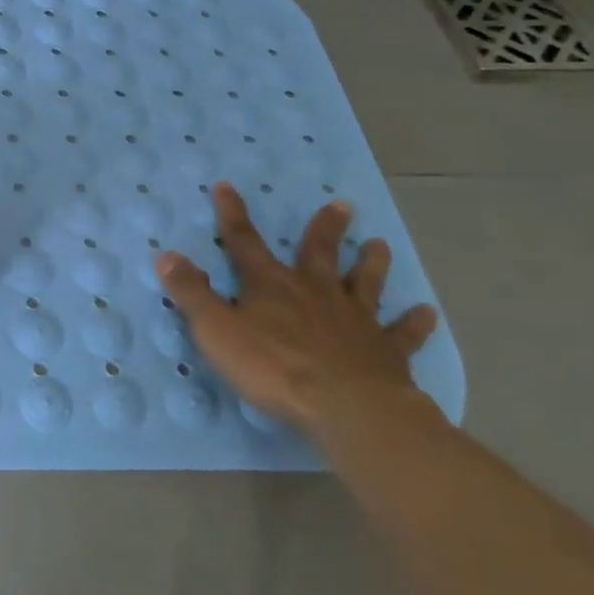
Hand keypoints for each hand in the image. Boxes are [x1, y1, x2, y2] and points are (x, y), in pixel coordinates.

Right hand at [154, 182, 438, 435]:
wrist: (348, 407)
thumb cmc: (274, 367)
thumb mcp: (217, 330)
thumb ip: (191, 293)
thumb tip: (166, 254)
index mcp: (271, 286)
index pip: (244, 242)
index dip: (232, 214)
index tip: (227, 186)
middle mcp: (315, 292)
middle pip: (319, 253)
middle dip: (325, 229)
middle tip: (342, 205)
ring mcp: (355, 320)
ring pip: (365, 284)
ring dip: (372, 264)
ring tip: (381, 245)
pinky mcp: (385, 352)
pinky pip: (402, 333)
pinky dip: (414, 323)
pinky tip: (427, 313)